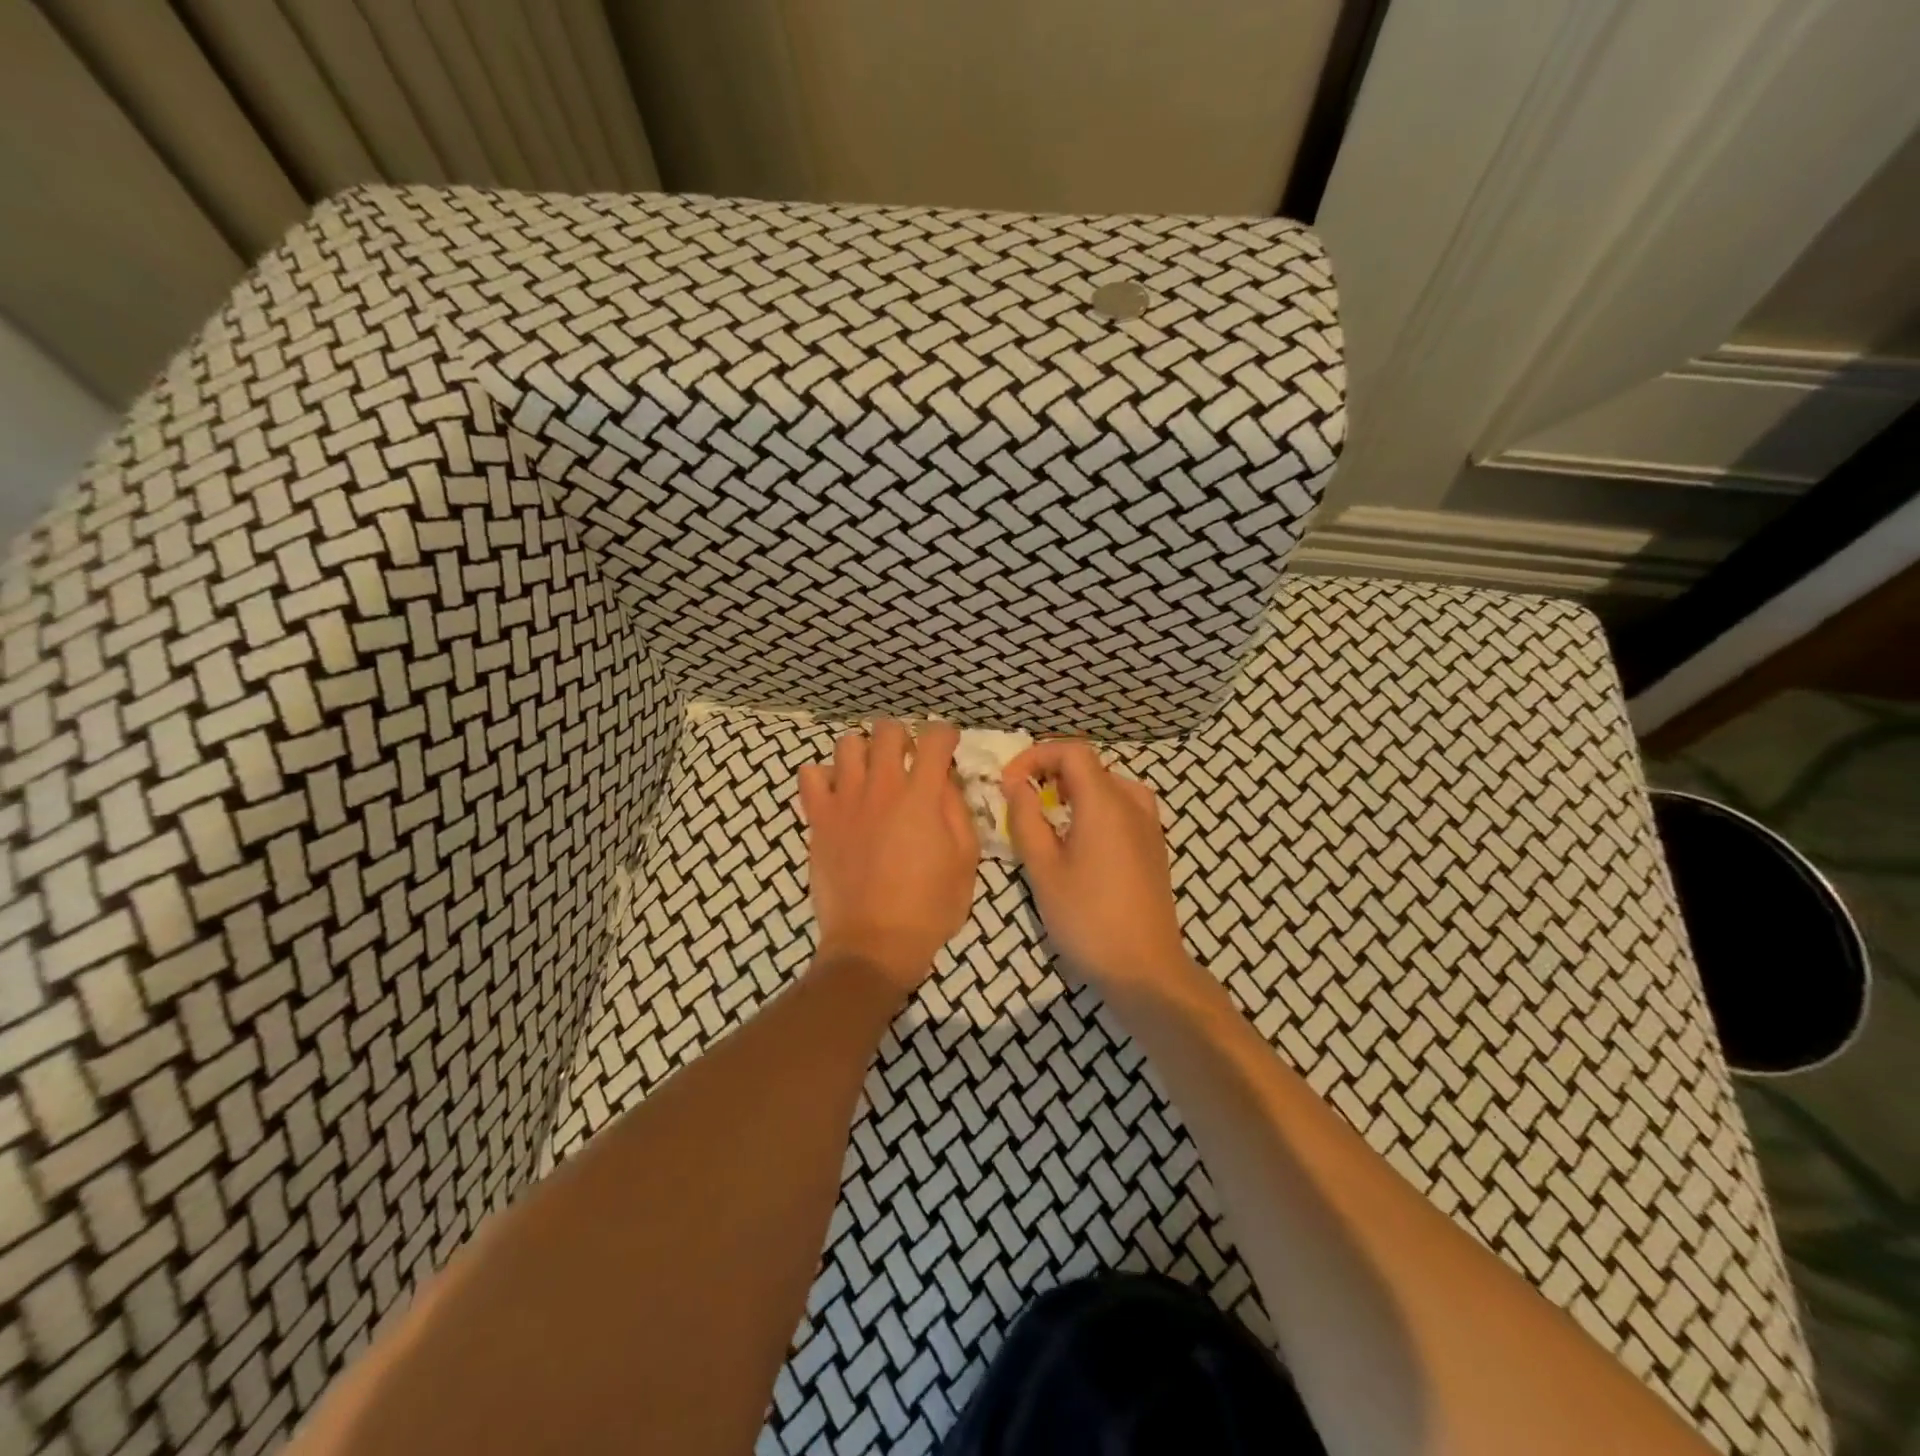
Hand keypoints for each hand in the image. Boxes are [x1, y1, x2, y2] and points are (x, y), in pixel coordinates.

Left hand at [798, 721, 979, 992]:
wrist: (874, 944)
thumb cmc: (929, 908)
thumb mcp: (965, 861)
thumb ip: (957, 810)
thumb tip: (945, 779)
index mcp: (921, 796)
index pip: (934, 738)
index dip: (945, 735)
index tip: (947, 748)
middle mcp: (881, 787)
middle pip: (887, 730)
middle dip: (903, 737)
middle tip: (909, 761)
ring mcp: (844, 800)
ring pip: (847, 744)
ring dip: (865, 752)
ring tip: (872, 774)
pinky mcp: (818, 819)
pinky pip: (810, 775)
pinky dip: (825, 776)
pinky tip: (839, 794)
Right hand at [1003, 741, 1192, 991]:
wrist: (1145, 969)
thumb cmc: (1087, 918)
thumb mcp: (1044, 869)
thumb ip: (1026, 820)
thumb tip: (1017, 786)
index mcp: (1105, 802)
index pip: (1072, 751)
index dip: (1036, 756)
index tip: (1009, 783)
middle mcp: (1133, 804)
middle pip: (1090, 766)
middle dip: (1051, 772)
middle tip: (1023, 800)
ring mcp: (1149, 826)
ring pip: (1108, 785)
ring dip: (1074, 790)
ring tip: (1049, 816)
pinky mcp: (1154, 847)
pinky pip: (1123, 807)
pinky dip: (1095, 807)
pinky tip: (1080, 839)